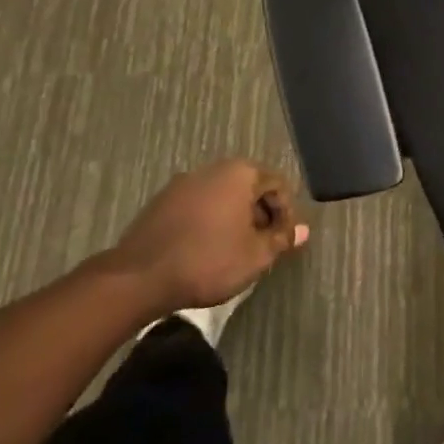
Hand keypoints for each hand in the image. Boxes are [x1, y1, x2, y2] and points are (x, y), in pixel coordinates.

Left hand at [110, 159, 309, 313]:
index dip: (286, 213)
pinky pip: (199, 203)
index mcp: (241, 173)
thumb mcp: (255, 256)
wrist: (141, 275)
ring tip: (234, 249)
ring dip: (234, 216)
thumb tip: (303, 230)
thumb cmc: (209, 261)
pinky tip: (205, 248)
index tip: (283, 242)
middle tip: (261, 246)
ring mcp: (185, 181)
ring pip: (222, 194)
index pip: (277, 184)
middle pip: (249, 185)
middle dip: (260, 213)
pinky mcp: (163, 199)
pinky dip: (209, 219)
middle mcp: (214, 168)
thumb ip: (281, 239)